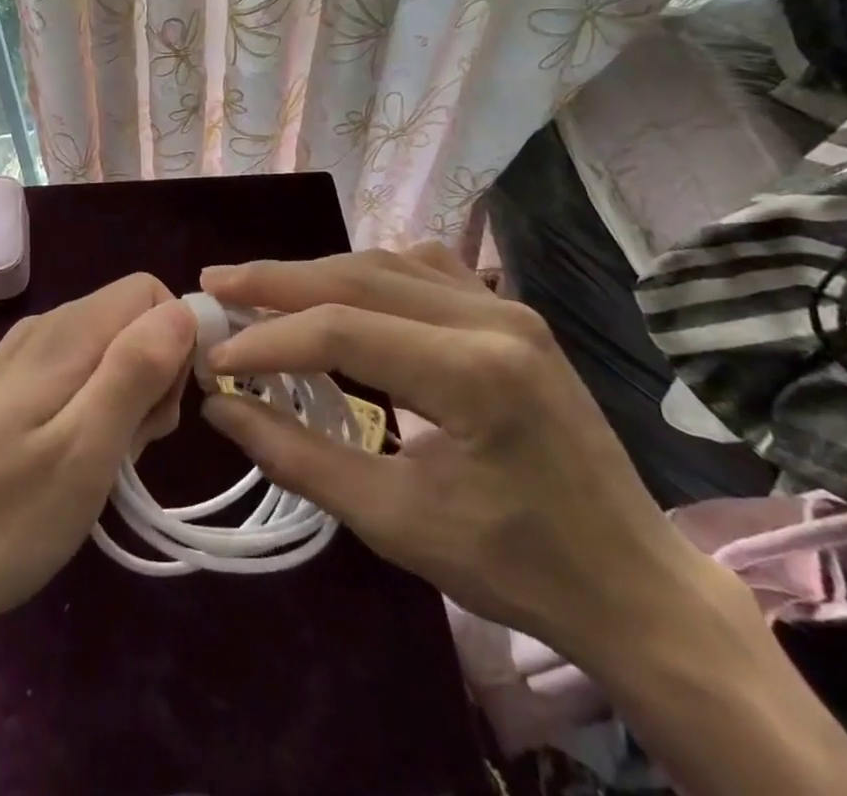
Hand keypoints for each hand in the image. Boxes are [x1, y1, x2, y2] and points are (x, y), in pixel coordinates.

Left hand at [0, 273, 194, 646]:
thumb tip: (184, 310)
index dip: (176, 344)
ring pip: (103, 352)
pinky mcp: (3, 389)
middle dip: (152, 377)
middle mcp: (44, 328)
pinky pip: (71, 376)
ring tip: (98, 466)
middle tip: (130, 448)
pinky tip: (68, 464)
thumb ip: (136, 370)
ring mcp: (18, 358)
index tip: (162, 412)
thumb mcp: (85, 451)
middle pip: (129, 321)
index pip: (151, 294)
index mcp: (67, 333)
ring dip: (123, 401)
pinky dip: (89, 412)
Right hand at [199, 245, 725, 663]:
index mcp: (472, 374)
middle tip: (216, 284)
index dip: (268, 340)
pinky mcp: (509, 310)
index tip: (214, 356)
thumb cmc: (514, 565)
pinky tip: (340, 291)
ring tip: (261, 288)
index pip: (342, 331)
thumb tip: (220, 405)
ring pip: (385, 264)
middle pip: (358, 278)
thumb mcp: (394, 522)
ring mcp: (505, 305)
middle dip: (277, 281)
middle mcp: (491, 317)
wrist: (632, 582)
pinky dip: (366, 274)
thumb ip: (297, 457)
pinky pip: (422, 268)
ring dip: (317, 274)